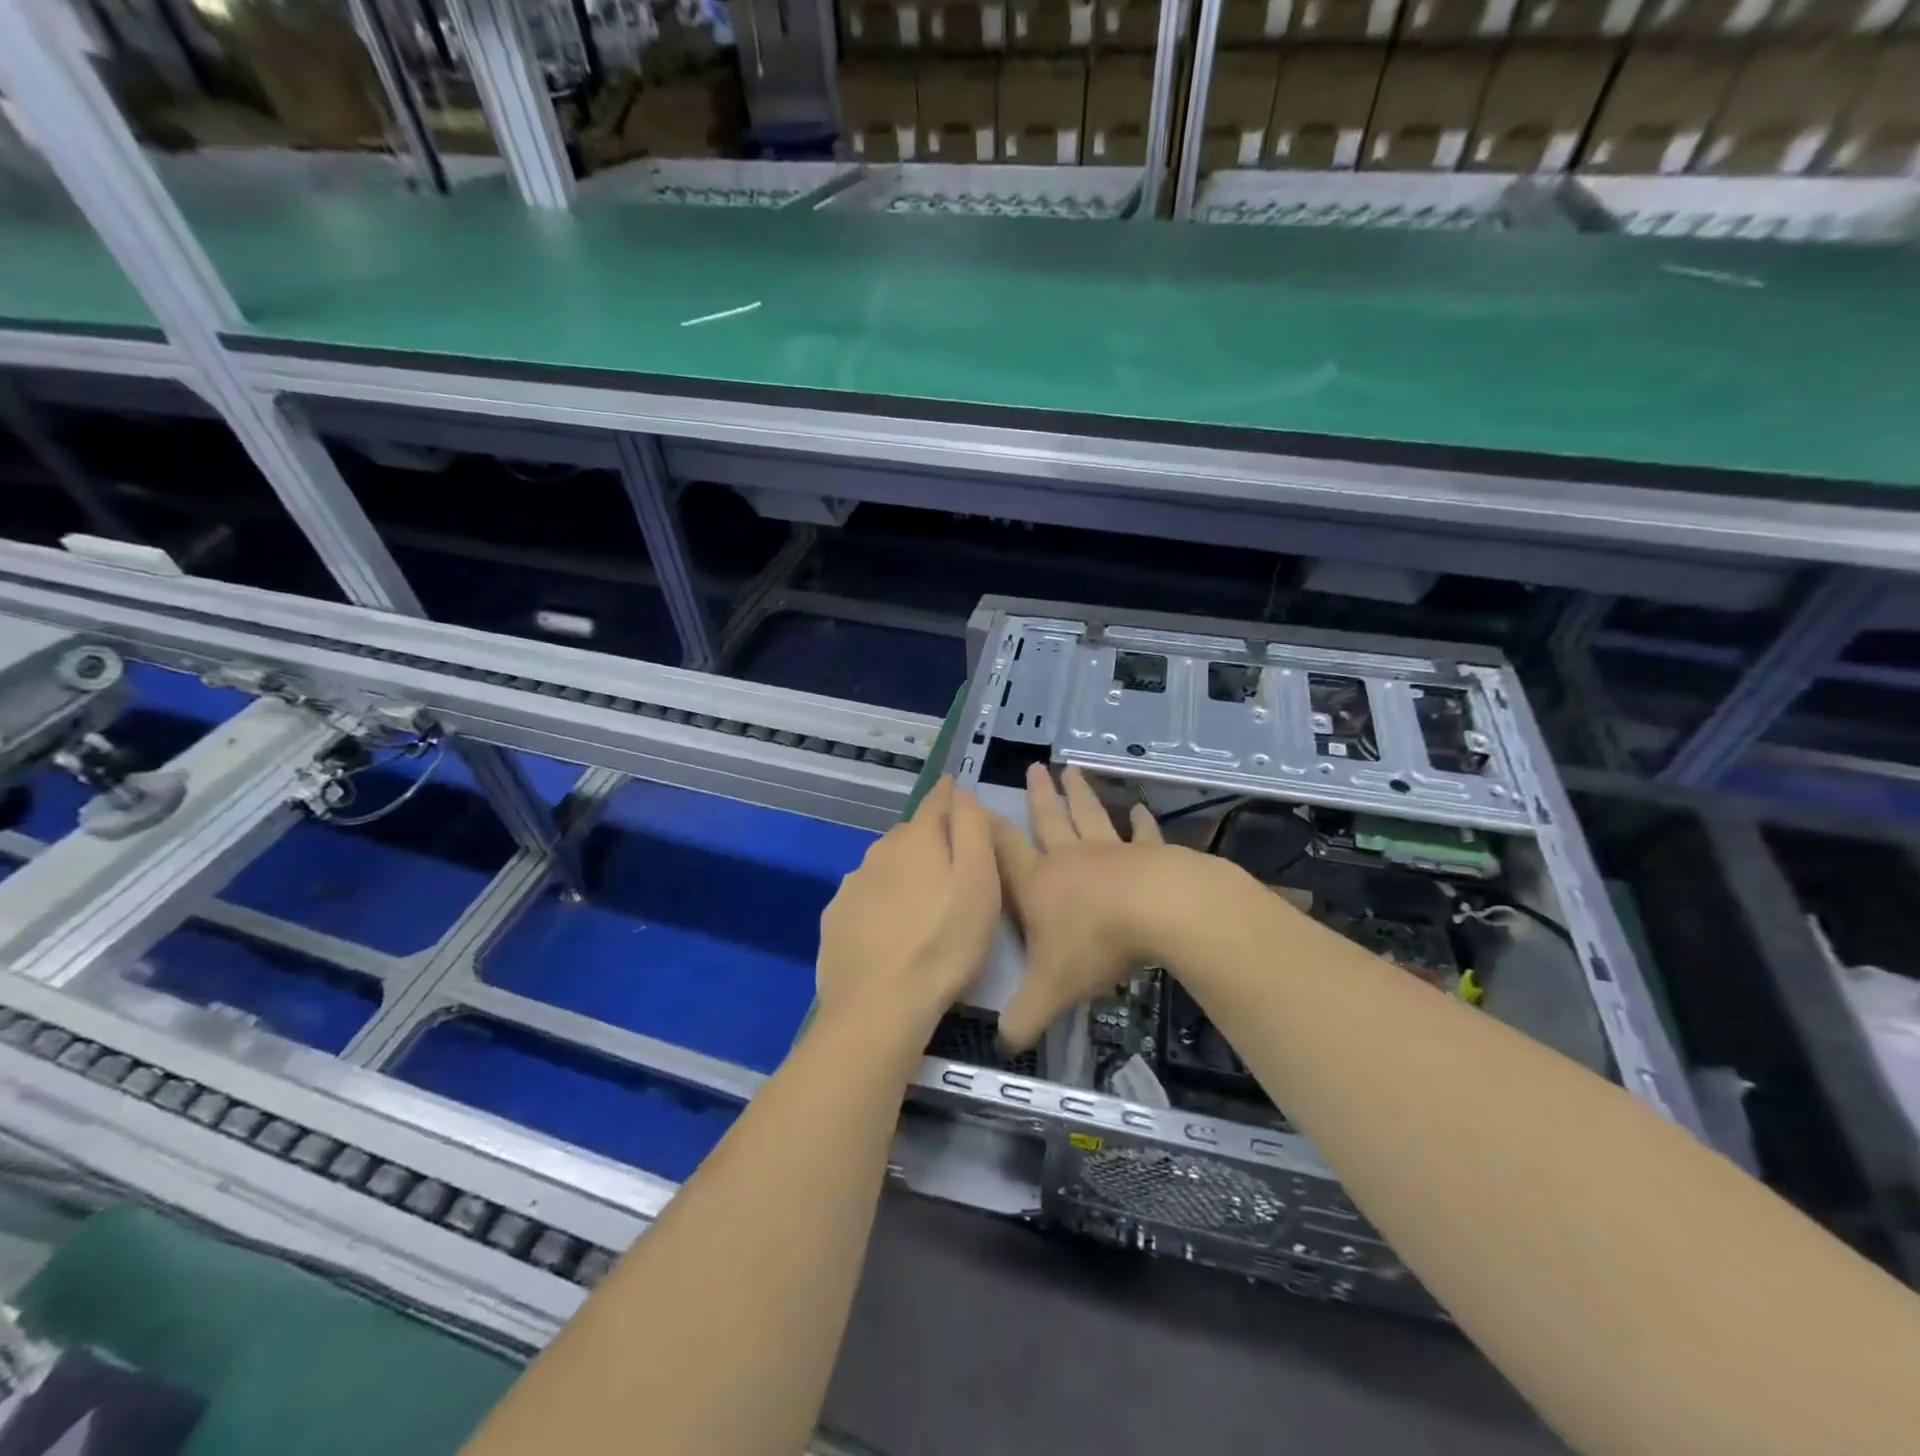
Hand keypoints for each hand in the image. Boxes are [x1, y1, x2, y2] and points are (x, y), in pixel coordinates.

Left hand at [816, 776, 1000, 1042]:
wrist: (879, 1006)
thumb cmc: (945, 943)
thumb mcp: (980, 882)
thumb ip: (972, 829)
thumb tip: (961, 791)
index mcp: (917, 838)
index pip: (937, 801)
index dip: (950, 794)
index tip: (956, 788)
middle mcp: (879, 851)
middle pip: (910, 835)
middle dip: (929, 842)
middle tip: (951, 870)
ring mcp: (852, 884)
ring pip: (885, 867)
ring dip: (903, 875)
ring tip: (920, 907)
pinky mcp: (835, 918)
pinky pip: (865, 898)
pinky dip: (880, 904)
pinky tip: (889, 932)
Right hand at [989, 763, 1199, 1051]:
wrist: (1159, 912)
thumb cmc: (1096, 943)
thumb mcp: (1051, 989)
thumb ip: (1024, 1015)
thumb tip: (1003, 1043)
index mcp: (1039, 884)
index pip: (1004, 852)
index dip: (986, 829)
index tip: (975, 803)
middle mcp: (1070, 859)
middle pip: (1049, 821)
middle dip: (1039, 797)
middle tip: (1034, 768)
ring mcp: (1111, 851)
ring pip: (1090, 816)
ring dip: (1080, 795)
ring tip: (1073, 770)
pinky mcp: (1149, 854)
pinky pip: (1142, 834)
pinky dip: (1141, 822)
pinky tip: (1141, 809)